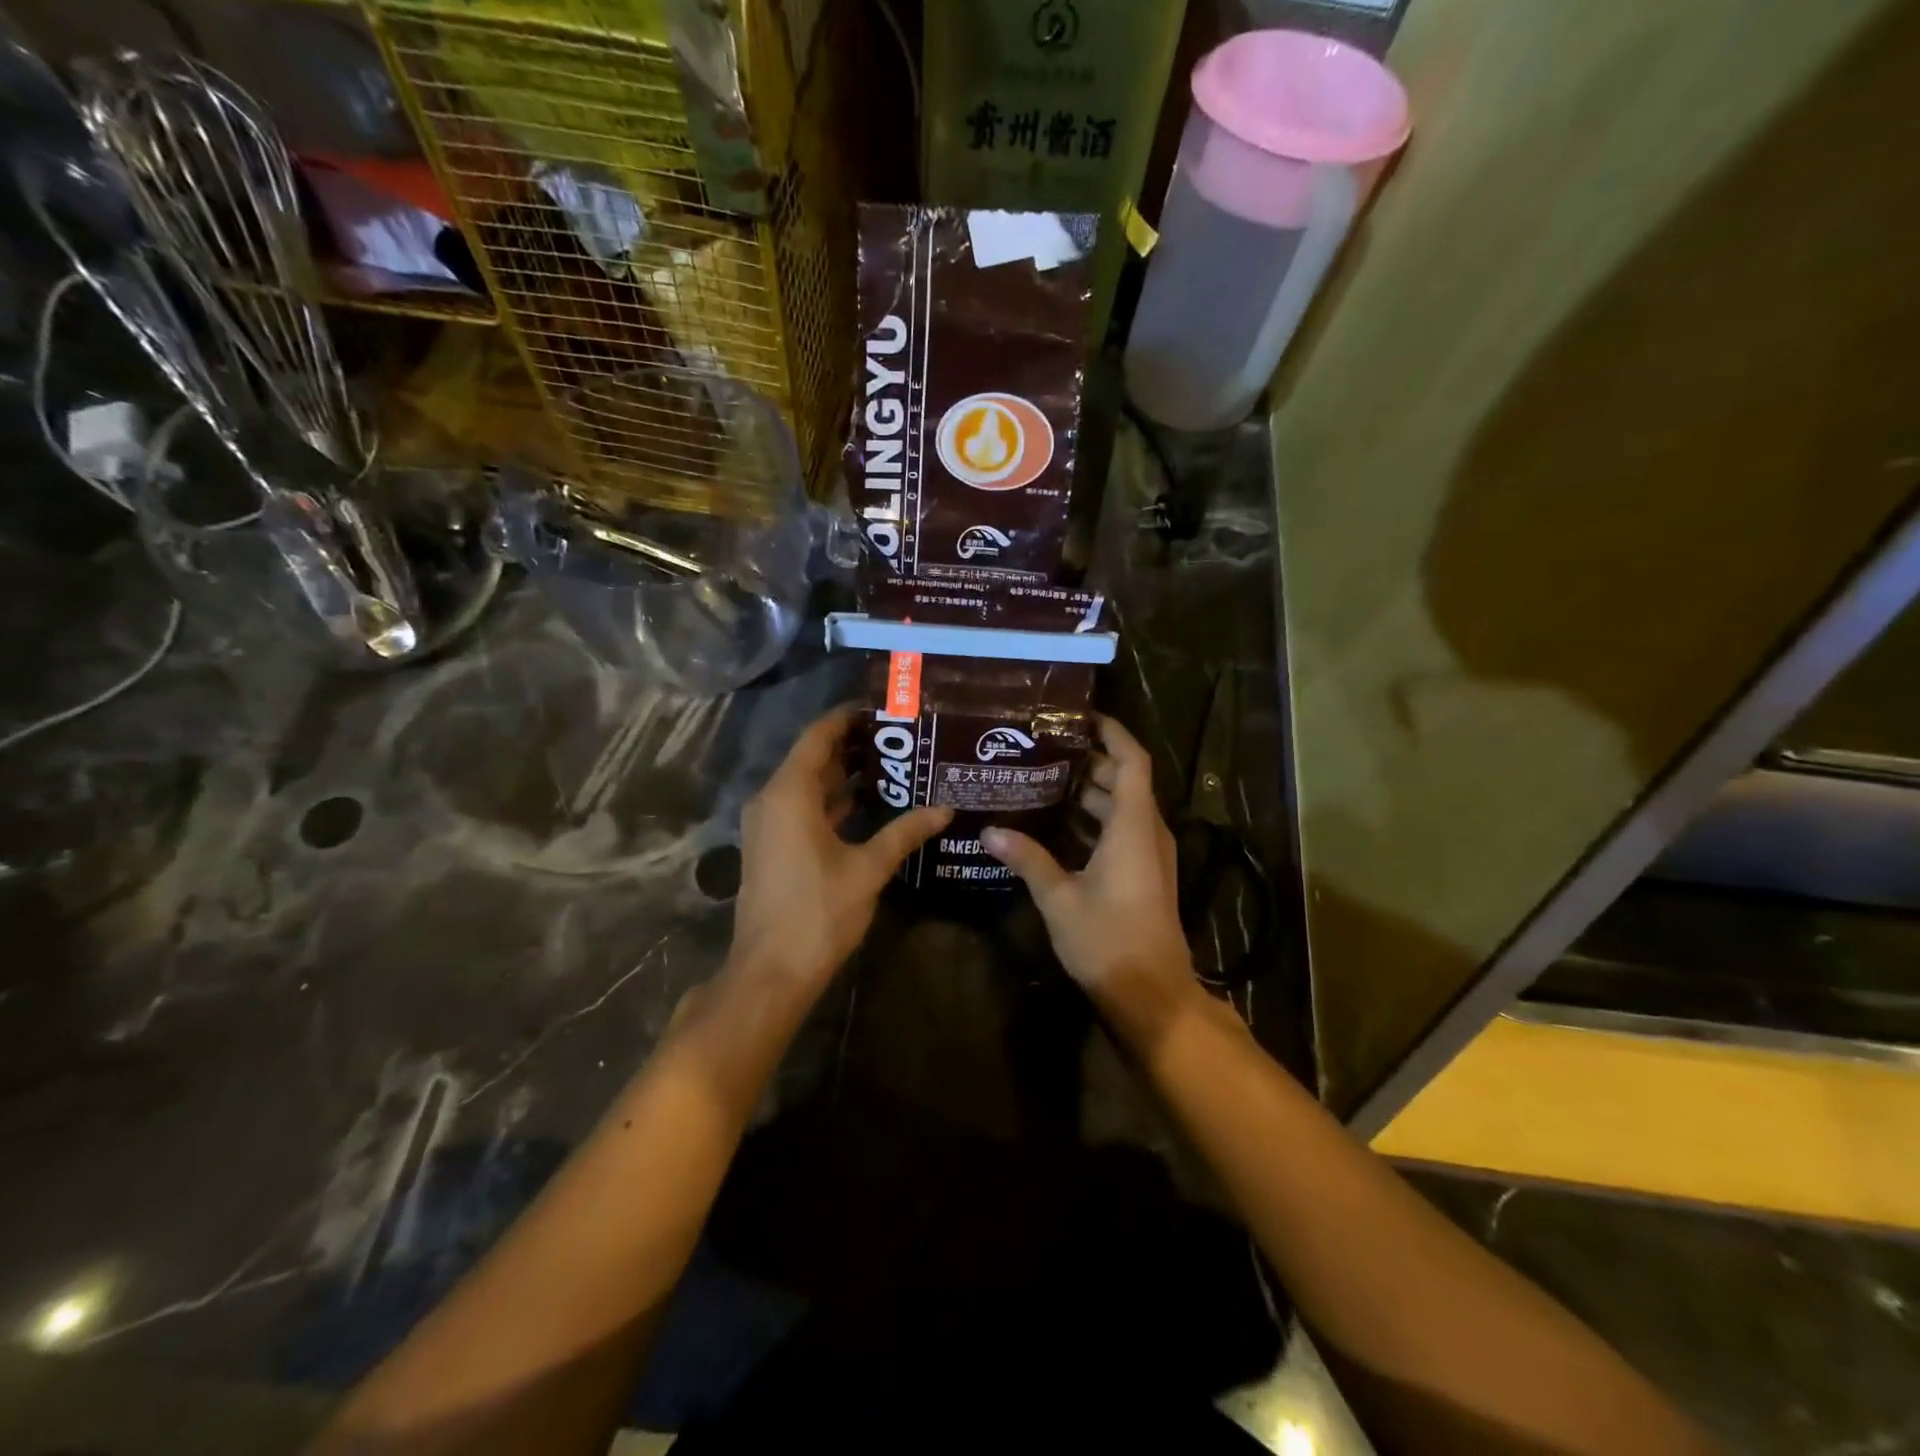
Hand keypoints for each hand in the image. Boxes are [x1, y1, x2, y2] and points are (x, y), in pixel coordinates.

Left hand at [731, 705, 950, 996]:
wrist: (771, 972)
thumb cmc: (818, 913)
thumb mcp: (868, 868)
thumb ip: (905, 832)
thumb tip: (944, 808)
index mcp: (789, 794)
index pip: (818, 737)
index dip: (847, 718)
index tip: (882, 707)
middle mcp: (772, 800)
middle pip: (812, 758)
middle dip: (853, 745)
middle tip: (899, 736)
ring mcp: (768, 825)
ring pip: (808, 785)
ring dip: (844, 775)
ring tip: (893, 763)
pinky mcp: (772, 846)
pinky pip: (803, 808)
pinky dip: (833, 801)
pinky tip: (870, 804)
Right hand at [982, 716, 1198, 1033]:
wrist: (1152, 995)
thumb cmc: (1109, 940)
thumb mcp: (1060, 898)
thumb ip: (1028, 859)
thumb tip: (990, 830)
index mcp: (1134, 826)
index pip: (1132, 760)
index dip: (1111, 732)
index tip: (1079, 716)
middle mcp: (1148, 832)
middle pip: (1124, 780)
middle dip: (1088, 761)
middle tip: (1043, 748)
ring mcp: (1149, 854)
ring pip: (1122, 807)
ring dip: (1089, 792)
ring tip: (1042, 779)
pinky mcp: (1145, 874)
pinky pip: (1121, 830)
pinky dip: (1093, 819)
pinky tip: (1057, 825)